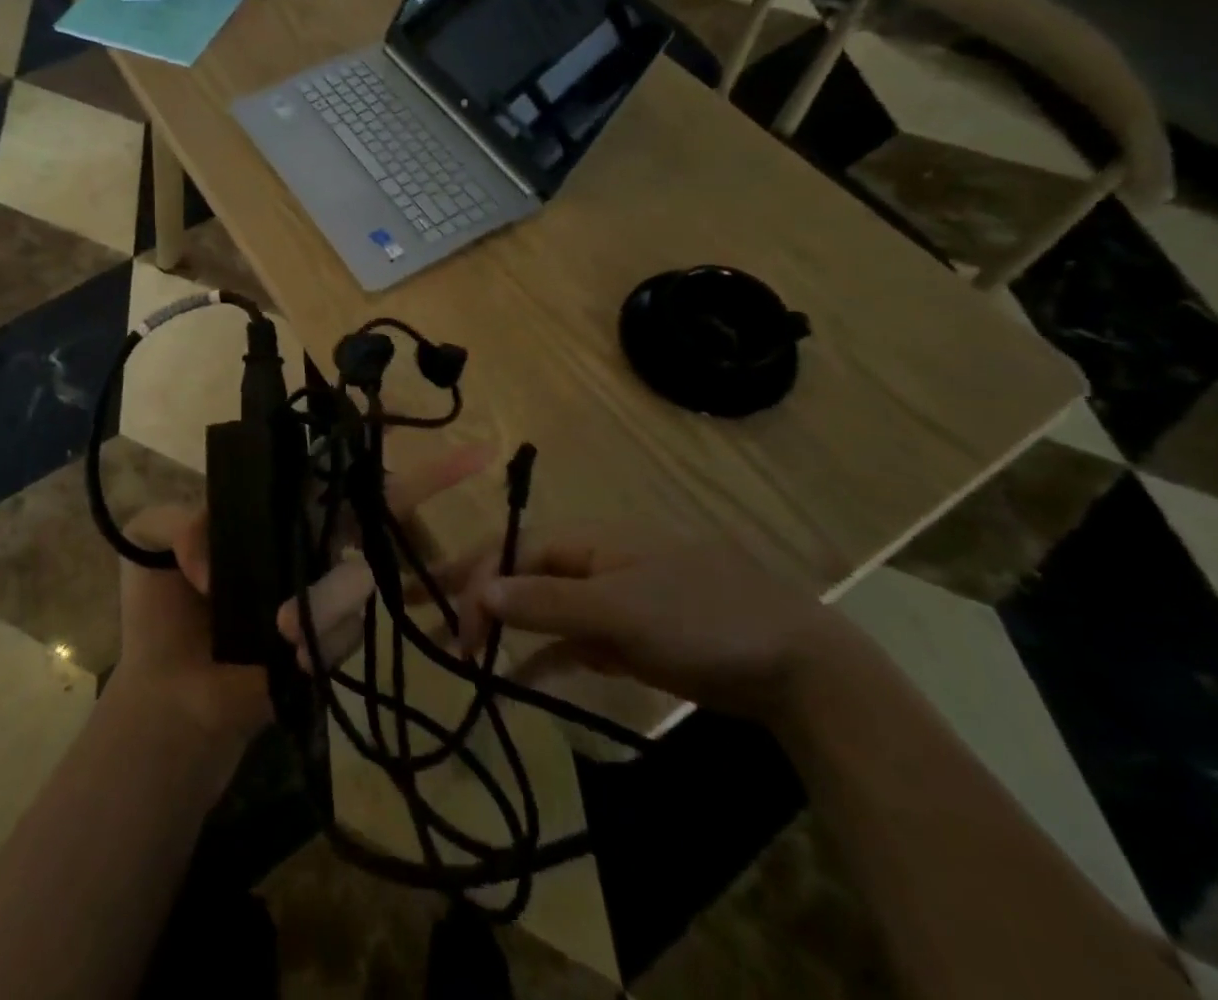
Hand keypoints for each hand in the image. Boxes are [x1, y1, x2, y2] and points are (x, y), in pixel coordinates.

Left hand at [111, 442, 494, 747]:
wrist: (172, 702)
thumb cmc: (163, 617)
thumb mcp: (152, 546)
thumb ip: (175, 519)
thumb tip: (215, 553)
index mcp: (278, 512)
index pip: (328, 471)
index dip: (366, 450)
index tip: (417, 423)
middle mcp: (314, 542)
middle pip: (377, 507)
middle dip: (429, 483)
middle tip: (472, 460)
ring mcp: (332, 591)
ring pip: (358, 572)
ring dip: (322, 601)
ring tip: (276, 631)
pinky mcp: (338, 640)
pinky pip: (350, 625)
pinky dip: (325, 636)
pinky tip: (289, 650)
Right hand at [450, 536, 850, 721]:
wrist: (792, 664)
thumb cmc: (699, 618)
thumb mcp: (618, 609)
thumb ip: (546, 601)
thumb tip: (479, 588)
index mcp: (586, 541)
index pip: (512, 551)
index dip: (474, 580)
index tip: (448, 623)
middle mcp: (589, 563)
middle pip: (518, 574)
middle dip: (472, 593)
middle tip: (424, 620)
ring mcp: (608, 601)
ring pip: (538, 608)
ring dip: (500, 626)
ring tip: (458, 653)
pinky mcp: (626, 638)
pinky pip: (569, 641)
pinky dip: (541, 655)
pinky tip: (513, 676)